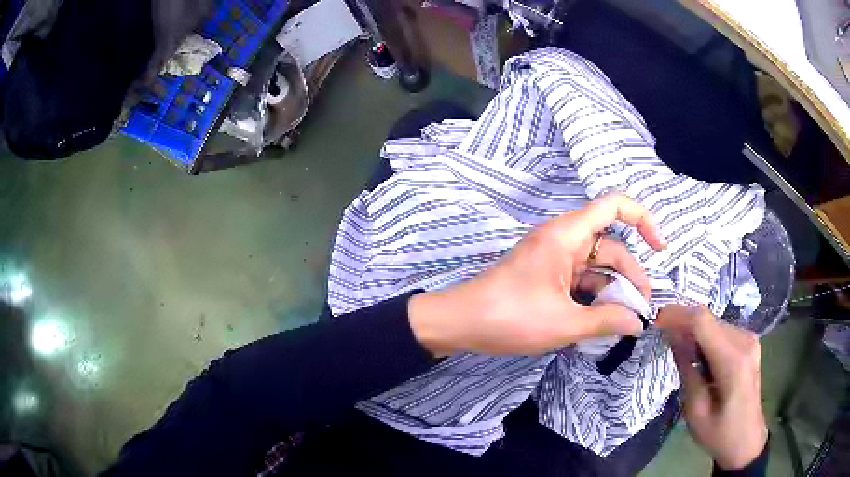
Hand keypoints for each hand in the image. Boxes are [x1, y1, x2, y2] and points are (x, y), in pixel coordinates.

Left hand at [409, 193, 664, 356]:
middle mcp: (563, 239)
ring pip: (596, 265)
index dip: (643, 219)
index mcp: (566, 235)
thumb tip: (637, 322)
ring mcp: (553, 258)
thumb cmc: (510, 317)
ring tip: (626, 318)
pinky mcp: (546, 276)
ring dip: (613, 288)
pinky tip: (604, 318)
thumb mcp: (564, 322)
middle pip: (610, 245)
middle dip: (630, 273)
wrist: (459, 323)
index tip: (660, 247)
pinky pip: (580, 278)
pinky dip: (594, 294)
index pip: (614, 206)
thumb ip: (606, 320)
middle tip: (641, 308)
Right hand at [657, 305, 768, 470]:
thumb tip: (673, 337)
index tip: (655, 321)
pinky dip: (704, 336)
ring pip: (713, 321)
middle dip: (682, 322)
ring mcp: (749, 339)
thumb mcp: (695, 410)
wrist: (746, 439)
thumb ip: (687, 370)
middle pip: (708, 318)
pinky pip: (721, 329)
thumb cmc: (719, 433)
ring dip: (693, 330)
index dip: (677, 315)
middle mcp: (744, 341)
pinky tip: (696, 354)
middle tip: (661, 336)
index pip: (702, 322)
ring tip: (677, 348)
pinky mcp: (748, 342)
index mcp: (732, 361)